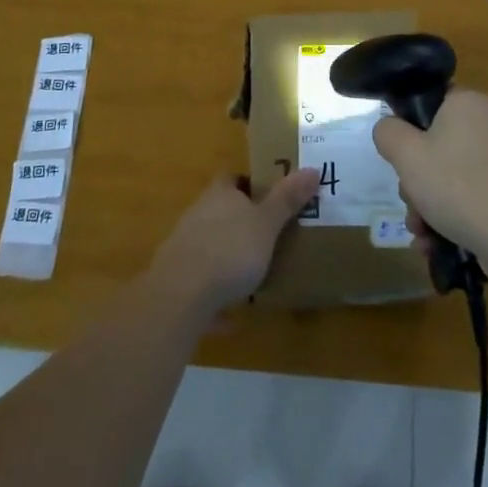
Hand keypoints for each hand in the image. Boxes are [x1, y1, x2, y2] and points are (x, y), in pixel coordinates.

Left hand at [149, 170, 319, 316]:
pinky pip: (200, 283)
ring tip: (250, 276)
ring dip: (225, 257)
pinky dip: (214, 296)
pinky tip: (231, 318)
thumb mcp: (267, 224)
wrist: (180, 295)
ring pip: (208, 245)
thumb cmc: (230, 249)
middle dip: (239, 221)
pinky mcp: (175, 279)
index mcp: (219, 195)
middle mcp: (197, 214)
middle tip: (266, 235)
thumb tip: (313, 169)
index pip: (232, 178)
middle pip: (219, 210)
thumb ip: (287, 199)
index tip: (268, 194)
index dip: (248, 183)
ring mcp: (183, 246)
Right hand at [372, 89, 487, 274]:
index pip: (430, 102)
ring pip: (453, 173)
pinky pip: (474, 193)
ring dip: (430, 203)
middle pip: (438, 144)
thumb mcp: (406, 155)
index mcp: (469, 102)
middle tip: (410, 202)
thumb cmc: (457, 185)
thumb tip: (389, 128)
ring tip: (422, 233)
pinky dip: (455, 214)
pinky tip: (439, 243)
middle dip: (417, 179)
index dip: (409, 129)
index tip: (401, 160)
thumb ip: (388, 133)